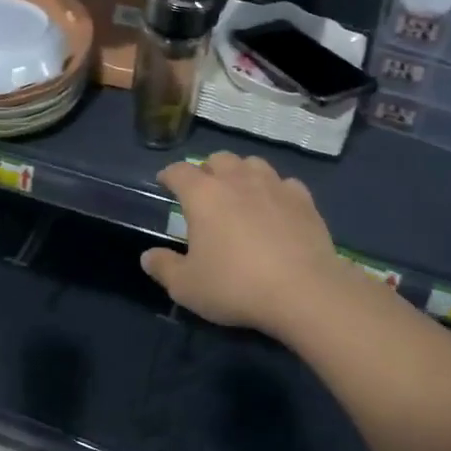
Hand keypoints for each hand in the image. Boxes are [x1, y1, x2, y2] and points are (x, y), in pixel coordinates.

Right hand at [140, 152, 355, 337]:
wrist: (303, 291)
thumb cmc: (235, 286)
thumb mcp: (187, 286)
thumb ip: (164, 268)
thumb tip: (147, 256)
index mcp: (203, 194)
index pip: (179, 171)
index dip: (169, 175)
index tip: (164, 183)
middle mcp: (237, 180)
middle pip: (218, 159)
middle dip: (207, 170)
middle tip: (204, 191)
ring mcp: (274, 185)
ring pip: (253, 164)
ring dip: (242, 173)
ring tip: (240, 193)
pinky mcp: (303, 199)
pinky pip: (285, 184)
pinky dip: (275, 191)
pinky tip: (276, 207)